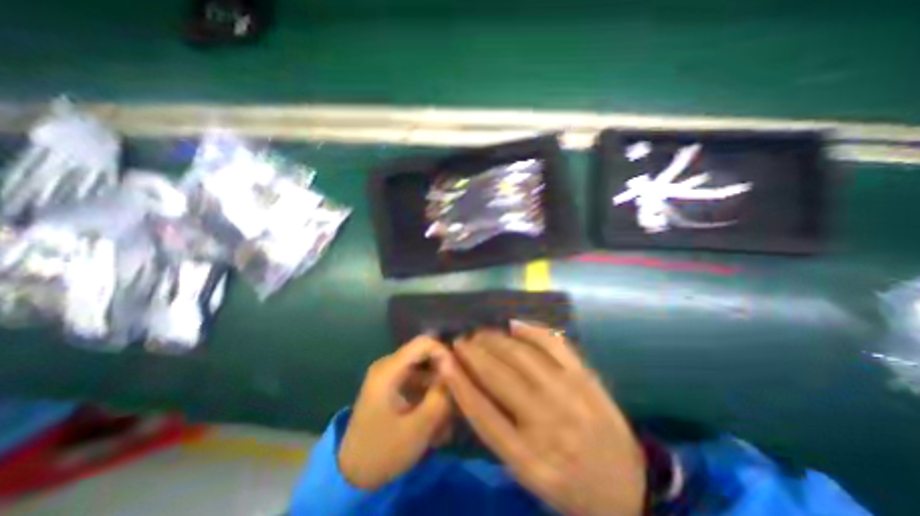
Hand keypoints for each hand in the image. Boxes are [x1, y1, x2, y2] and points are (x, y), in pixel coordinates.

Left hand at [337, 337, 451, 490]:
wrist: (352, 475)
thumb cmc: (383, 451)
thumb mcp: (418, 428)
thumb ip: (440, 396)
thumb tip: (454, 371)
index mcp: (388, 370)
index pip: (423, 343)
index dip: (444, 352)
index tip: (456, 374)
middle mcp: (388, 365)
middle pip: (425, 355)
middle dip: (442, 372)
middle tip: (454, 395)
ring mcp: (389, 374)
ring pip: (423, 368)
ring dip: (437, 386)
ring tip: (446, 413)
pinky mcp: (391, 384)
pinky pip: (417, 379)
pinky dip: (428, 393)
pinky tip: (435, 416)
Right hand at [440, 320, 640, 512]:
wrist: (629, 490)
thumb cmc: (569, 484)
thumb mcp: (528, 475)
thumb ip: (499, 434)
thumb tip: (471, 387)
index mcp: (529, 459)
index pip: (482, 413)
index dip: (459, 382)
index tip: (445, 361)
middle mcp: (548, 424)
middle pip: (500, 377)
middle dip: (474, 354)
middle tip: (462, 341)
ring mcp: (571, 396)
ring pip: (522, 356)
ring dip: (496, 339)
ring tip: (481, 334)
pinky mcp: (587, 379)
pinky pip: (554, 344)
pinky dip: (531, 330)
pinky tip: (514, 325)